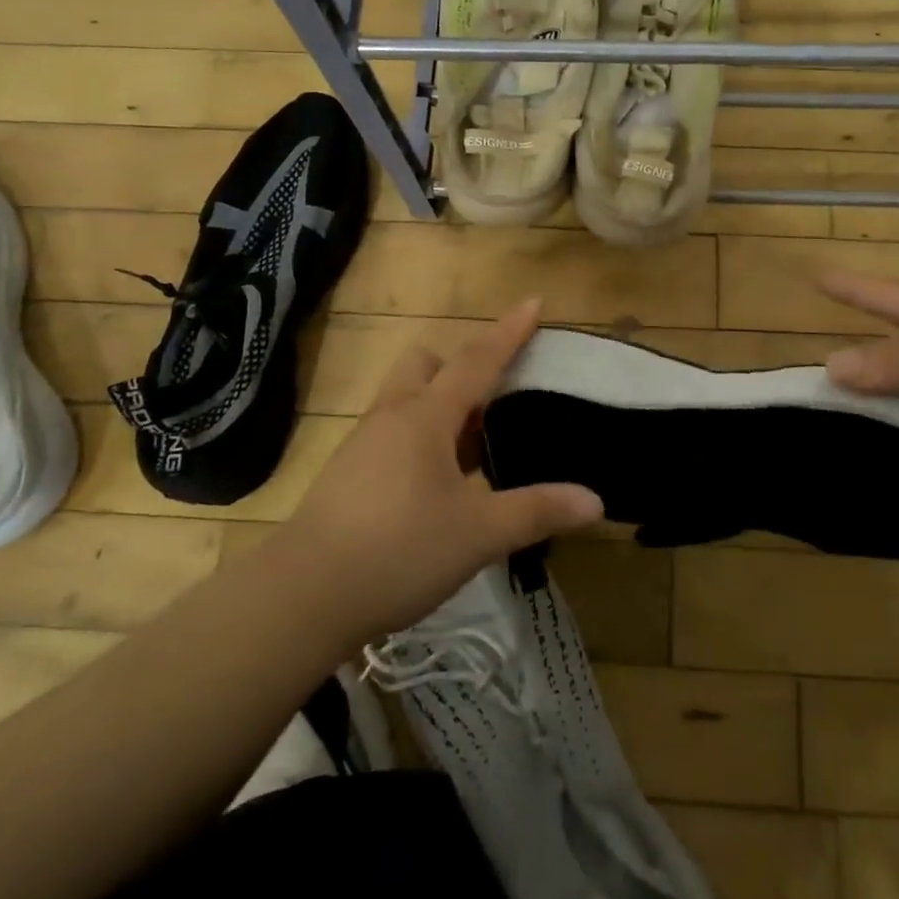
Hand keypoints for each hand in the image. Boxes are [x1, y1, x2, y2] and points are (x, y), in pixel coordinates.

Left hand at [281, 299, 603, 644]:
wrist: (302, 596)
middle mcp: (391, 416)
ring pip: (405, 399)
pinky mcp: (346, 474)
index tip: (533, 301)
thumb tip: (596, 501)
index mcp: (426, 416)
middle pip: (425, 365)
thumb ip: (537, 511)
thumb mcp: (479, 533)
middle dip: (458, 368)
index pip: (477, 361)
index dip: (509, 332)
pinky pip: (391, 432)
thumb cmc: (399, 550)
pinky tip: (434, 486)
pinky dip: (420, 438)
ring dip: (439, 407)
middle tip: (491, 402)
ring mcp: (363, 444)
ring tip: (472, 451)